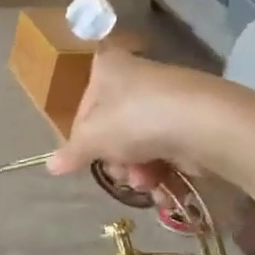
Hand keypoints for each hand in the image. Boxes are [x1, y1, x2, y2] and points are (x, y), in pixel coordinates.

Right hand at [45, 52, 223, 197]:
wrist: (205, 124)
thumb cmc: (136, 119)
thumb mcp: (93, 138)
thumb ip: (71, 153)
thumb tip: (50, 166)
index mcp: (108, 68)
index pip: (83, 106)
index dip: (83, 137)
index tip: (86, 157)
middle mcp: (136, 79)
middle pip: (111, 130)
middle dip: (115, 160)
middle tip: (121, 172)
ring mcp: (164, 100)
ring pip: (136, 145)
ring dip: (136, 171)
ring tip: (145, 181)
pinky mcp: (188, 122)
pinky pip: (162, 151)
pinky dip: (159, 171)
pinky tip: (161, 186)